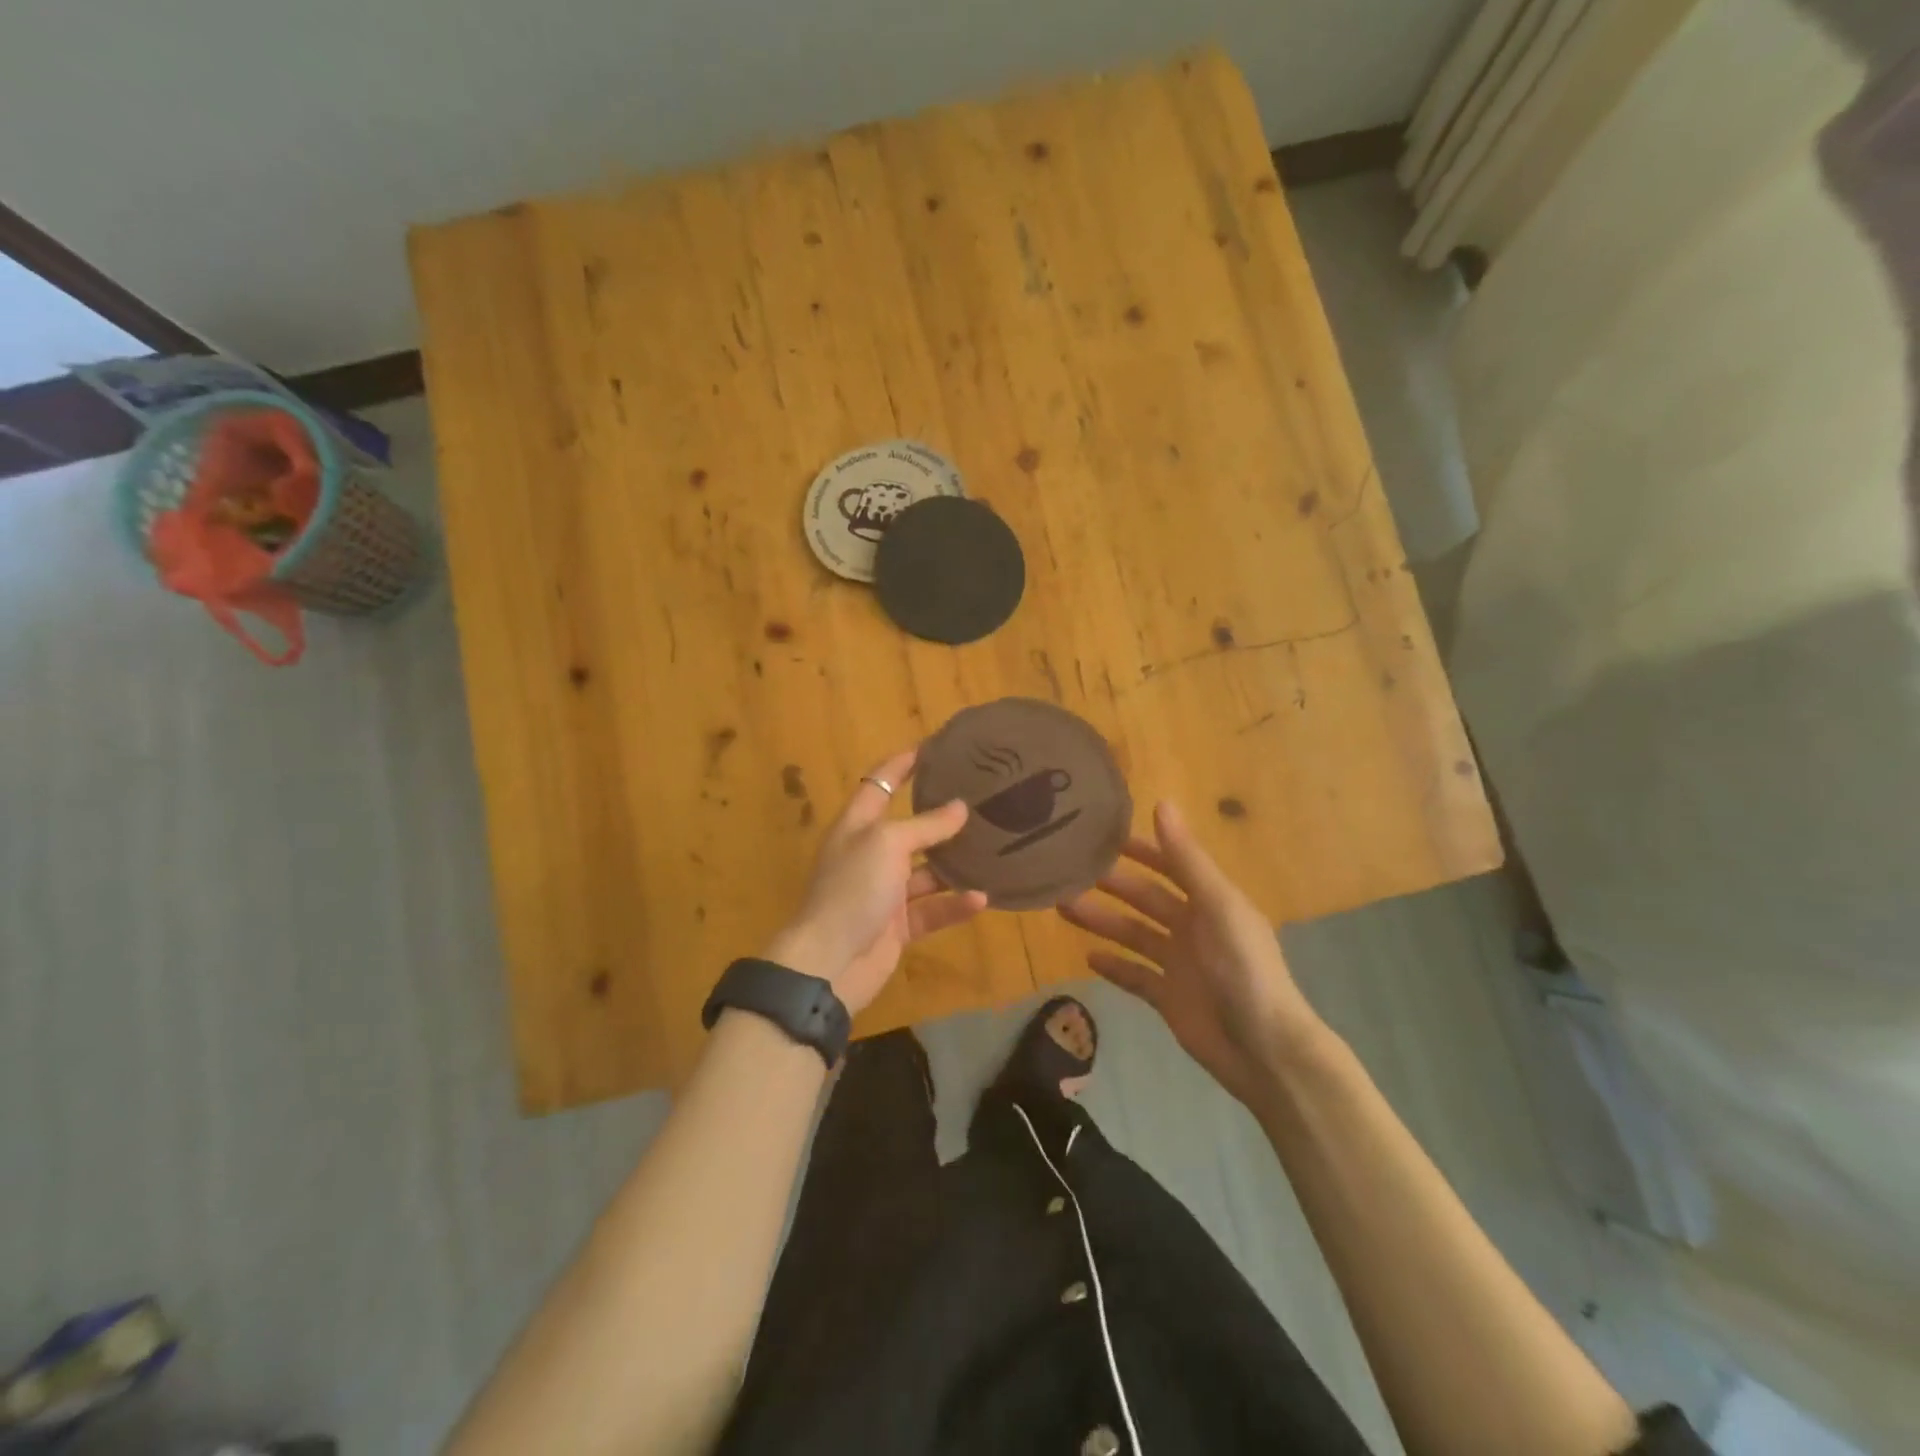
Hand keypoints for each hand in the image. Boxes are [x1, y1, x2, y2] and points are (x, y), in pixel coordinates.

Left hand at [763, 747, 988, 1015]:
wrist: (827, 964)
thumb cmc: (852, 890)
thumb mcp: (887, 844)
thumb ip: (925, 825)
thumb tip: (960, 807)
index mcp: (858, 826)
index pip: (880, 783)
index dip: (903, 764)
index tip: (935, 748)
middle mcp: (870, 854)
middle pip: (909, 828)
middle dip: (940, 815)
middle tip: (981, 800)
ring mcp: (883, 892)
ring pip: (926, 872)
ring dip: (955, 864)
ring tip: (993, 850)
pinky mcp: (897, 927)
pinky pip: (931, 910)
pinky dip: (953, 905)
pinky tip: (981, 898)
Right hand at [1059, 801, 1326, 1104]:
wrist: (1263, 1050)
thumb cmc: (1244, 969)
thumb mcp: (1217, 906)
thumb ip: (1186, 859)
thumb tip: (1161, 802)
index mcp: (1211, 901)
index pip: (1171, 864)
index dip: (1141, 848)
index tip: (1102, 834)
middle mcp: (1194, 927)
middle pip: (1145, 898)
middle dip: (1111, 884)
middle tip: (1067, 871)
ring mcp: (1180, 964)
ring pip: (1133, 934)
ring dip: (1102, 920)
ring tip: (1062, 907)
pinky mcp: (1168, 998)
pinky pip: (1134, 976)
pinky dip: (1113, 966)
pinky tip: (1087, 956)